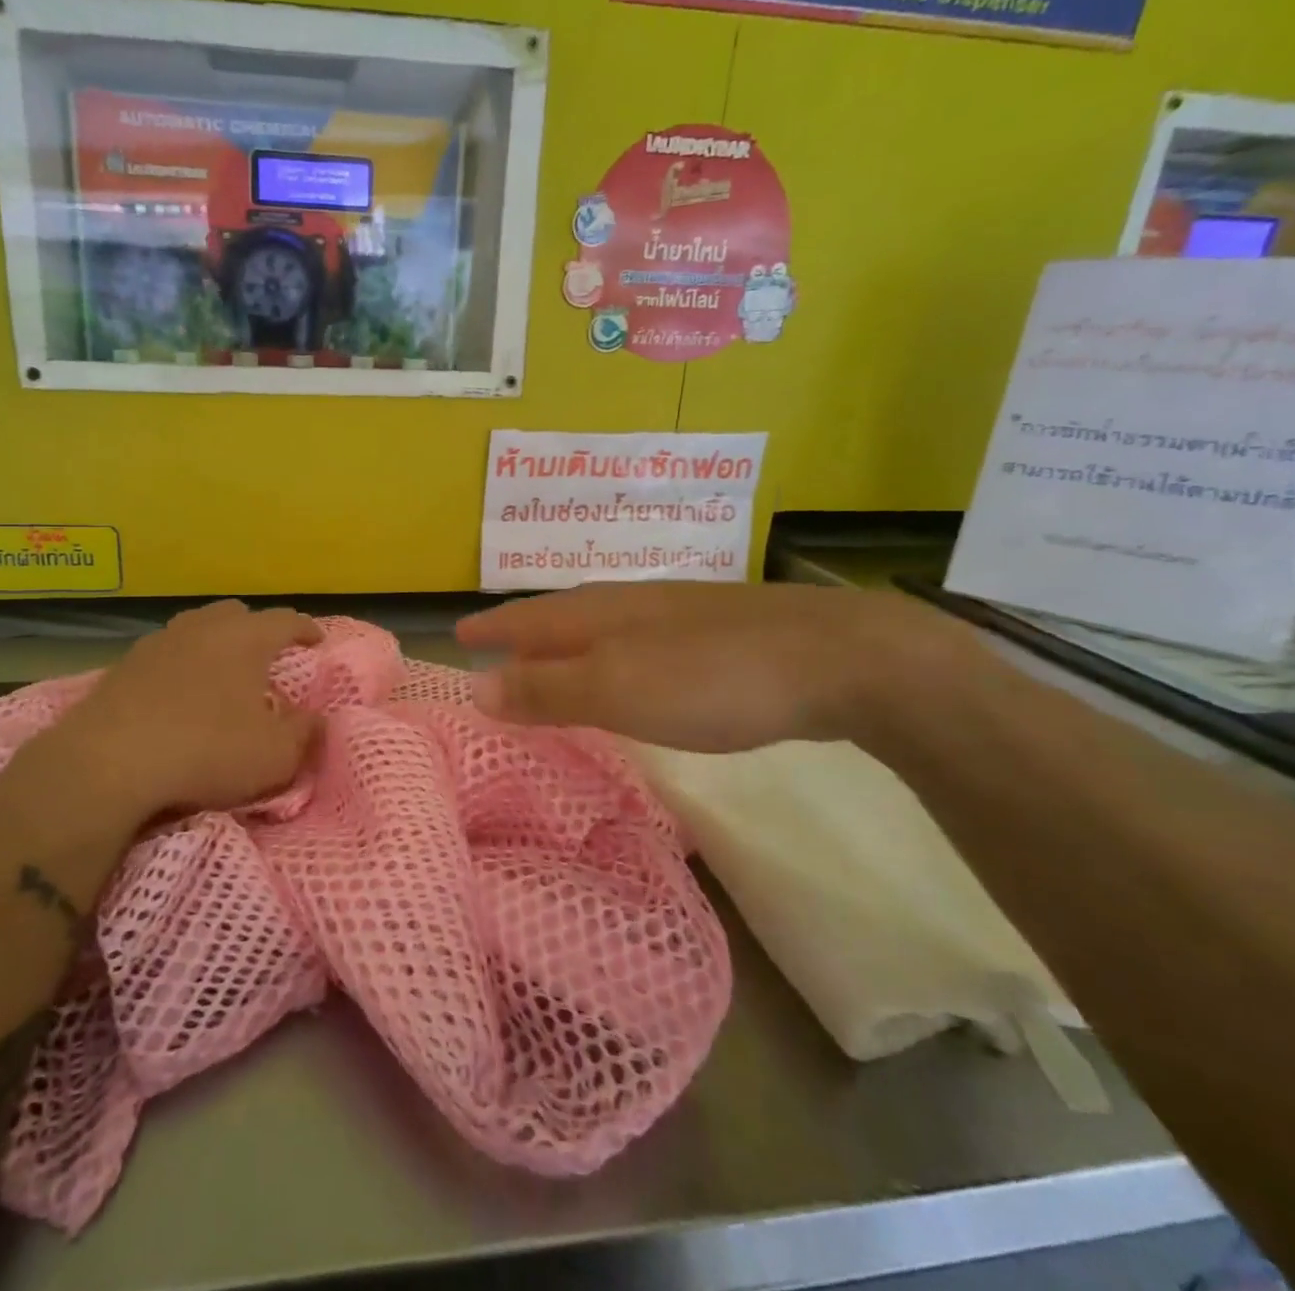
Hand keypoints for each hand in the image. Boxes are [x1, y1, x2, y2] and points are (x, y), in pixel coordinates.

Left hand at [0, 602, 324, 890]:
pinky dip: (181, 663)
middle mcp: (203, 628)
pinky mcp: (124, 665)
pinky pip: (165, 653)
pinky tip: (178, 690)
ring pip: (196, 627)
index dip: (305, 628)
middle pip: (236, 614)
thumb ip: (305, 734)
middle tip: (267, 655)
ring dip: (215, 642)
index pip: (285, 620)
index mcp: (246, 638)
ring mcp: (159, 642)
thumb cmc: (206, 751)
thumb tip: (318, 719)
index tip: (317, 640)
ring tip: (222, 670)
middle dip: (257, 629)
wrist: (108, 762)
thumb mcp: (274, 756)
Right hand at [457, 583, 971, 754]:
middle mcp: (630, 603)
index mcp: (599, 613)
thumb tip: (475, 687)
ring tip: (548, 654)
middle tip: (494, 643)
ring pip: (601, 623)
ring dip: (566, 640)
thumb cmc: (712, 678)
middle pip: (561, 614)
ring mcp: (676, 614)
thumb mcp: (617, 690)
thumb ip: (546, 689)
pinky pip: (637, 638)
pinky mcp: (714, 633)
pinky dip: (610, 652)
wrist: (837, 658)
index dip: (492, 629)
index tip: (458, 635)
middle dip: (524, 630)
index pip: (526, 619)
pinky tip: (628, 666)